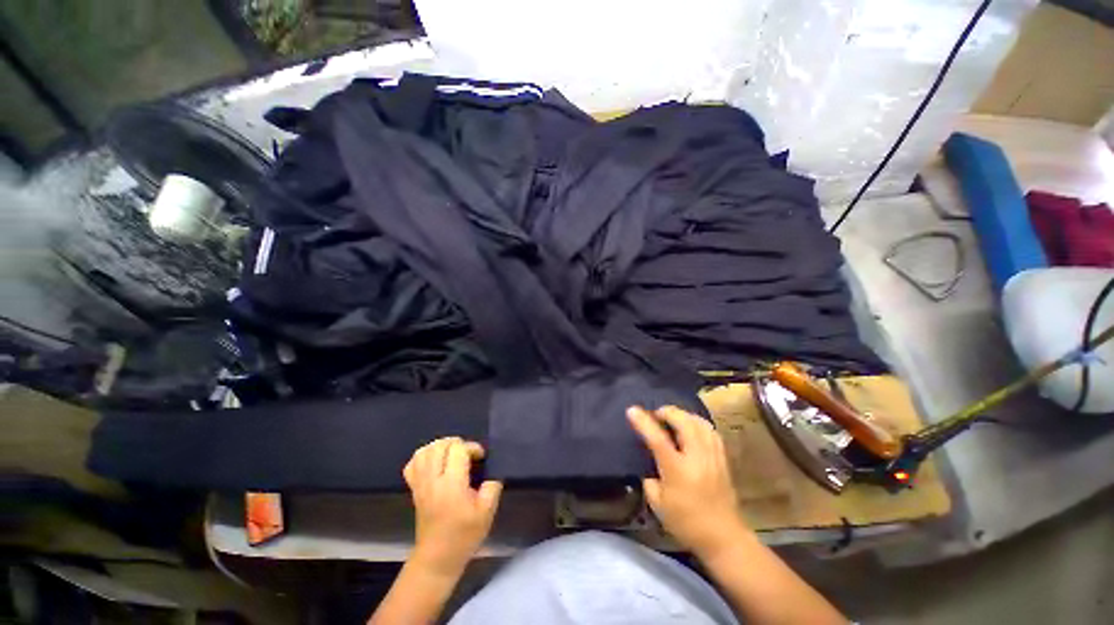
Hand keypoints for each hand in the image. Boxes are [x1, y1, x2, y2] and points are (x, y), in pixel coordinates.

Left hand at [403, 437, 502, 574]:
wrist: (438, 558)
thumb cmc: (465, 535)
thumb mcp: (487, 512)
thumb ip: (492, 486)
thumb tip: (491, 470)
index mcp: (452, 484)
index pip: (458, 449)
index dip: (472, 447)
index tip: (481, 458)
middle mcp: (433, 480)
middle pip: (440, 445)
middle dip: (457, 443)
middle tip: (468, 455)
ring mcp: (420, 484)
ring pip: (424, 451)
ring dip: (440, 446)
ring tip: (452, 454)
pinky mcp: (414, 489)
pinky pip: (413, 464)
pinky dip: (424, 456)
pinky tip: (435, 461)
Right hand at [627, 406, 747, 555]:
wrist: (723, 538)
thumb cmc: (686, 523)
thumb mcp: (658, 504)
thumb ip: (649, 478)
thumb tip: (649, 463)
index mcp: (677, 470)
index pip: (658, 438)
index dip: (643, 421)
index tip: (631, 409)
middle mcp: (697, 458)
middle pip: (684, 422)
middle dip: (667, 411)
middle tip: (656, 415)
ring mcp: (712, 456)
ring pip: (700, 422)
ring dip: (683, 415)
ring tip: (673, 419)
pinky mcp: (723, 459)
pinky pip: (711, 431)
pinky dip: (698, 423)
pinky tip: (691, 428)